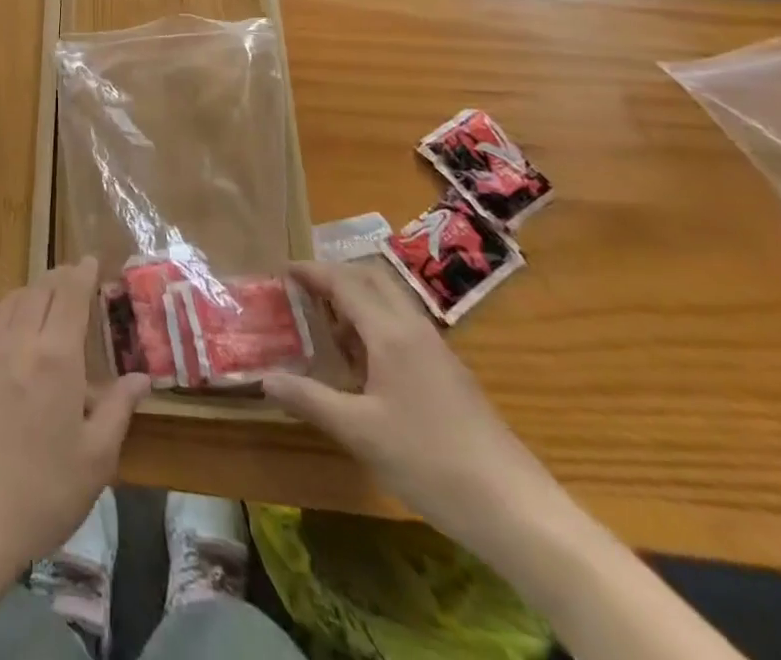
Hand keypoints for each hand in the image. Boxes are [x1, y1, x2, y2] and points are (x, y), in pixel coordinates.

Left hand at [0, 258, 150, 581]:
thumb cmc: (45, 491)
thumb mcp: (97, 457)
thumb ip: (118, 409)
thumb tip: (140, 378)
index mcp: (57, 356)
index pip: (70, 294)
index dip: (81, 272)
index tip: (91, 260)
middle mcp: (20, 341)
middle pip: (39, 289)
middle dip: (59, 278)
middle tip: (74, 280)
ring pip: (10, 302)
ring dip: (31, 291)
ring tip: (45, 299)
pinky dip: (3, 316)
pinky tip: (7, 331)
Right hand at [262, 259, 563, 552]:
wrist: (517, 510)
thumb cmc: (430, 462)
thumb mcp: (359, 433)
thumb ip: (309, 399)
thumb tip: (263, 378)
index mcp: (391, 333)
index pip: (344, 282)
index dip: (312, 272)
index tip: (283, 271)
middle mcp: (415, 330)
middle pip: (372, 280)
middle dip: (336, 276)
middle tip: (304, 292)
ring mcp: (438, 352)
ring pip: (392, 303)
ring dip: (358, 302)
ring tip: (328, 328)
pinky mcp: (451, 376)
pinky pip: (405, 329)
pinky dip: (376, 326)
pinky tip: (365, 366)